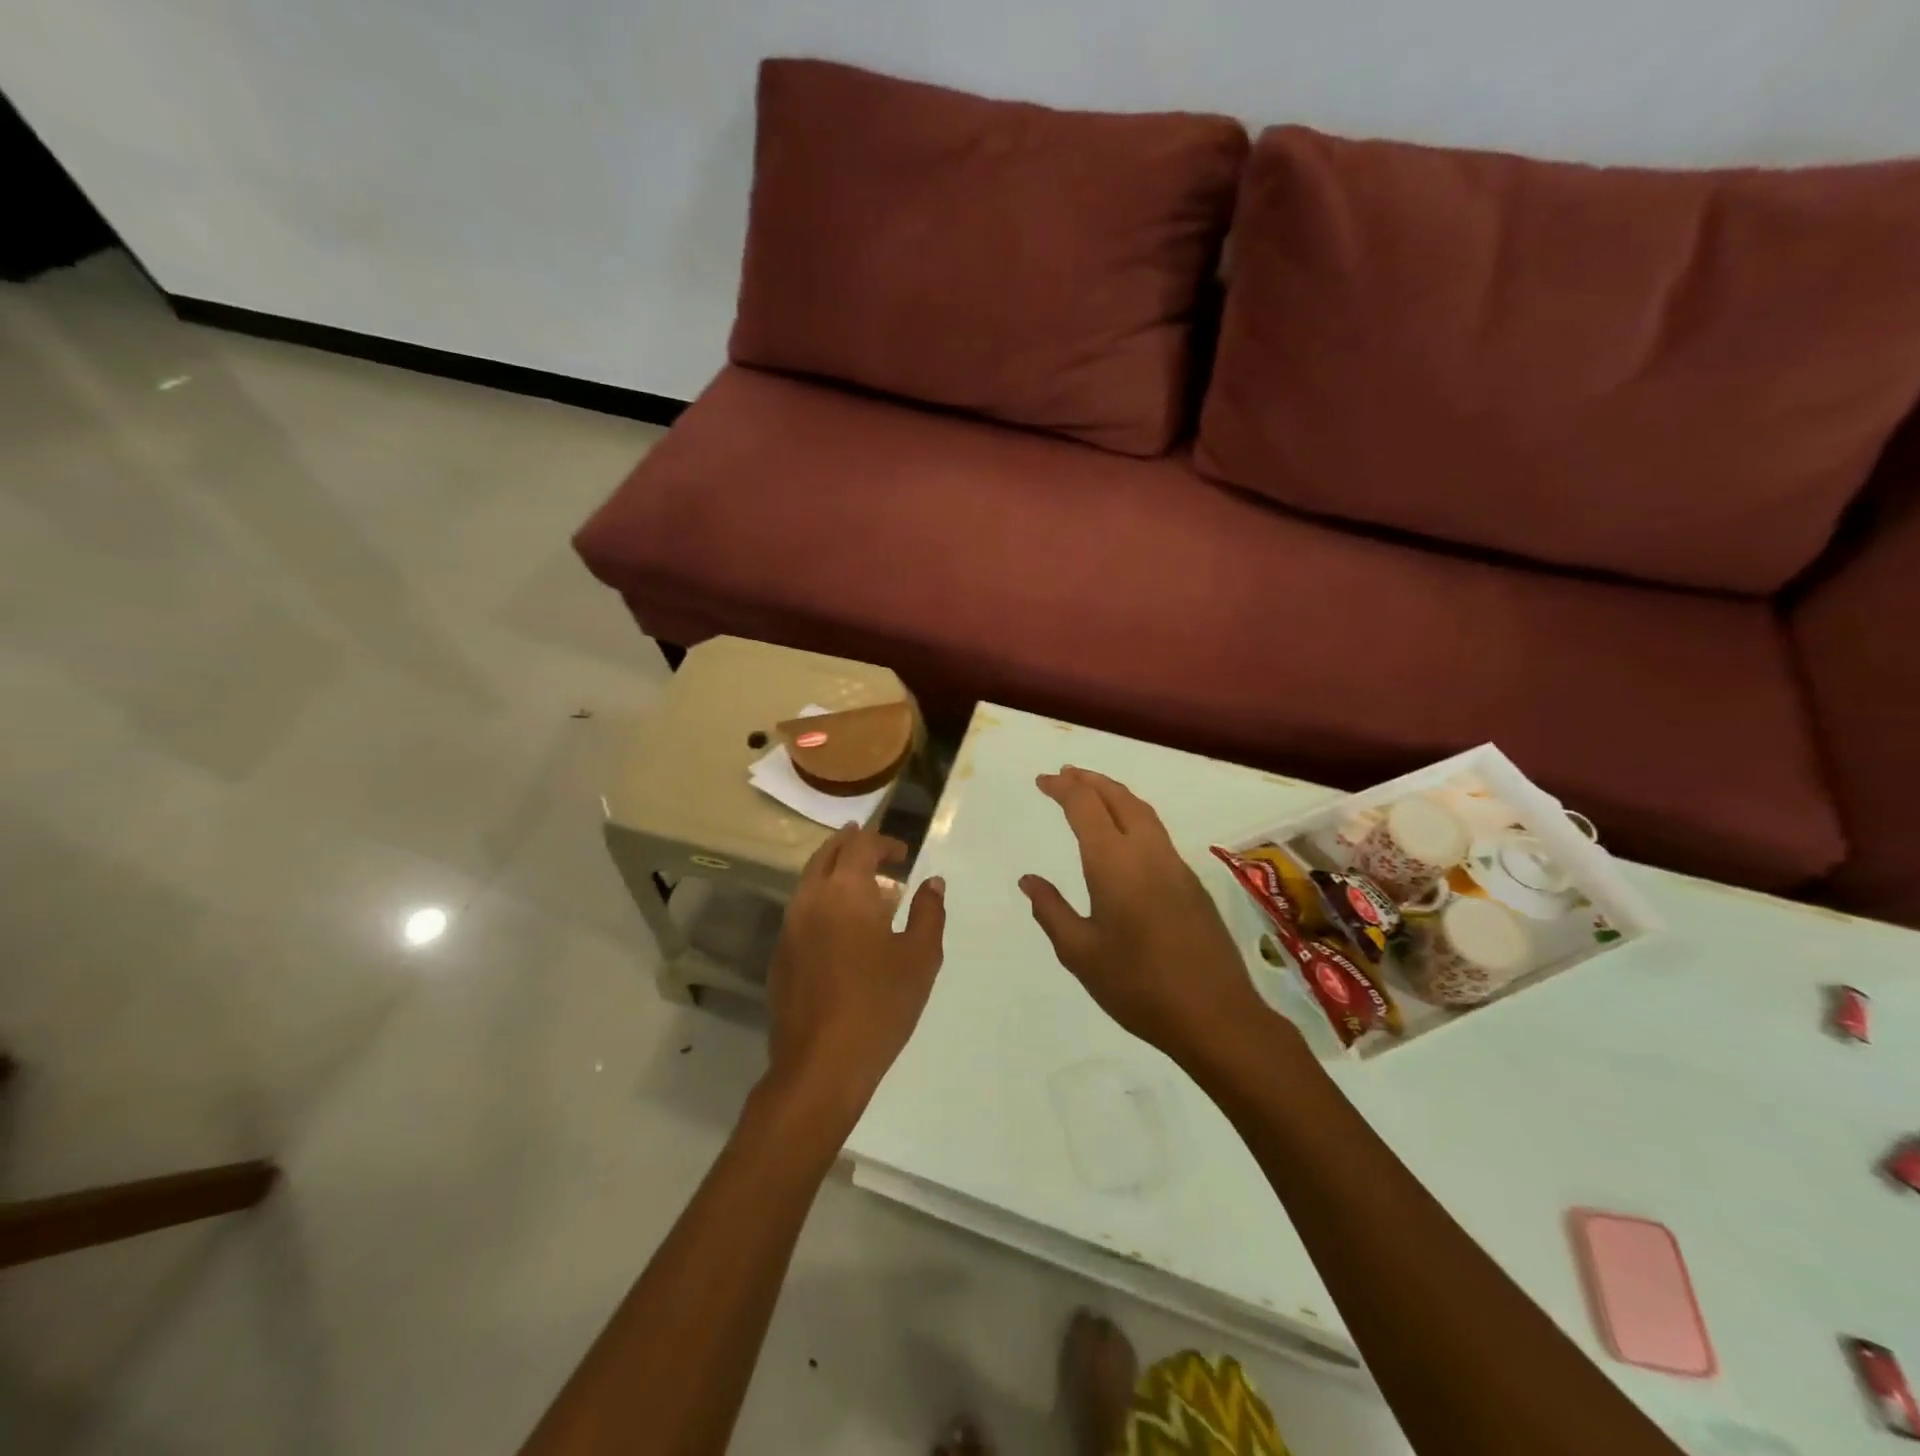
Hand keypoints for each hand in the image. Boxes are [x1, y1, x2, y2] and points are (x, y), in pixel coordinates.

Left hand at [763, 826, 946, 1128]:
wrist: (821, 1064)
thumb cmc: (880, 1004)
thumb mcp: (920, 957)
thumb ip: (928, 913)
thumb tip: (932, 883)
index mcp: (845, 891)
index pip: (860, 845)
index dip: (882, 842)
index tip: (902, 853)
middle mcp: (811, 899)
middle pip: (827, 855)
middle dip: (850, 845)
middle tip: (873, 848)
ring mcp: (789, 928)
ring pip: (809, 881)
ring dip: (834, 872)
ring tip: (860, 883)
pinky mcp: (780, 955)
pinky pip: (801, 910)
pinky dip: (822, 900)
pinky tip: (841, 925)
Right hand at [1019, 767, 1267, 1064]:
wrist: (1216, 1016)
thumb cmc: (1138, 986)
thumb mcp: (1080, 953)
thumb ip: (1051, 911)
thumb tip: (1029, 880)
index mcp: (1114, 864)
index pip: (1085, 807)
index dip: (1063, 788)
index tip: (1043, 780)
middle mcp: (1147, 853)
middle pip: (1119, 798)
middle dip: (1090, 780)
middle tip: (1065, 774)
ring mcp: (1176, 866)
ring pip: (1143, 812)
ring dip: (1114, 794)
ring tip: (1092, 792)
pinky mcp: (1192, 883)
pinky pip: (1157, 833)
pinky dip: (1133, 816)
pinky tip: (1124, 835)